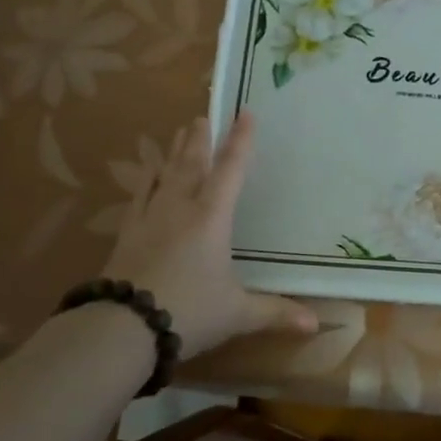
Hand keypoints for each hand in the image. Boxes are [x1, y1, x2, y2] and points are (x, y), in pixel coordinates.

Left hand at [97, 111, 316, 361]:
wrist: (124, 327)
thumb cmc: (189, 312)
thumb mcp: (238, 314)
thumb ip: (276, 313)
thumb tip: (316, 325)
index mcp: (212, 218)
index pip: (231, 170)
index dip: (241, 141)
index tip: (245, 113)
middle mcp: (181, 208)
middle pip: (193, 164)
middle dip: (202, 139)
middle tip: (203, 115)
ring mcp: (150, 218)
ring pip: (165, 174)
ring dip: (175, 151)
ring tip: (180, 131)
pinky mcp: (128, 234)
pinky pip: (139, 196)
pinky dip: (146, 179)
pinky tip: (147, 171)